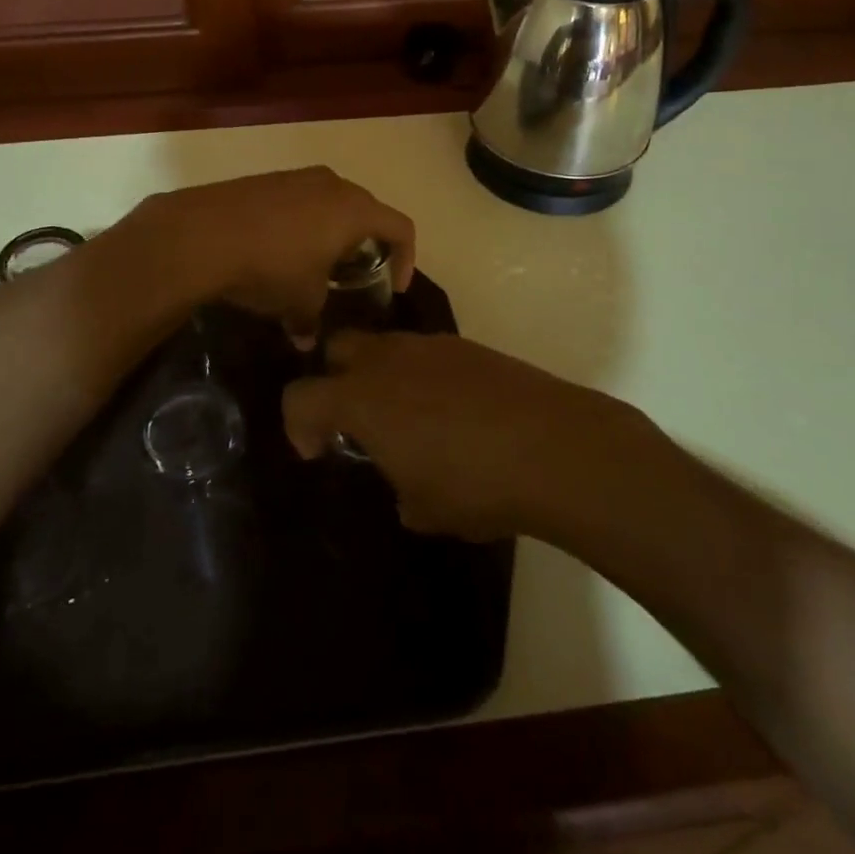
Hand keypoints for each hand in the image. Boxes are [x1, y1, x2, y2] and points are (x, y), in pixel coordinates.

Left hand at [131, 168, 414, 343]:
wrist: (202, 233)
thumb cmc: (271, 267)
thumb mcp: (299, 302)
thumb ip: (312, 321)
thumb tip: (307, 341)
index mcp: (354, 210)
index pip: (401, 227)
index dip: (407, 258)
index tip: (395, 285)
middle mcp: (332, 184)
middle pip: (366, 210)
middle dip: (365, 243)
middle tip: (353, 274)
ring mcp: (296, 177)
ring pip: (329, 202)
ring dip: (330, 231)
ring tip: (314, 263)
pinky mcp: (265, 179)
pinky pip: (297, 200)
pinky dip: (300, 223)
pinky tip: (278, 249)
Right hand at [283, 330, 642, 540]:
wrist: (556, 447)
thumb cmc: (476, 484)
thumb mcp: (424, 508)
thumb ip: (398, 487)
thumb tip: (405, 482)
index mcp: (361, 399)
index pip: (301, 397)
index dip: (298, 426)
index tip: (319, 452)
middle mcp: (388, 360)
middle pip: (338, 349)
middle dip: (334, 380)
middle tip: (356, 422)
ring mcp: (430, 346)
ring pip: (384, 346)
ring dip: (381, 376)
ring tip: (410, 419)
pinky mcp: (467, 346)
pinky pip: (425, 353)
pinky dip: (422, 376)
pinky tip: (453, 412)